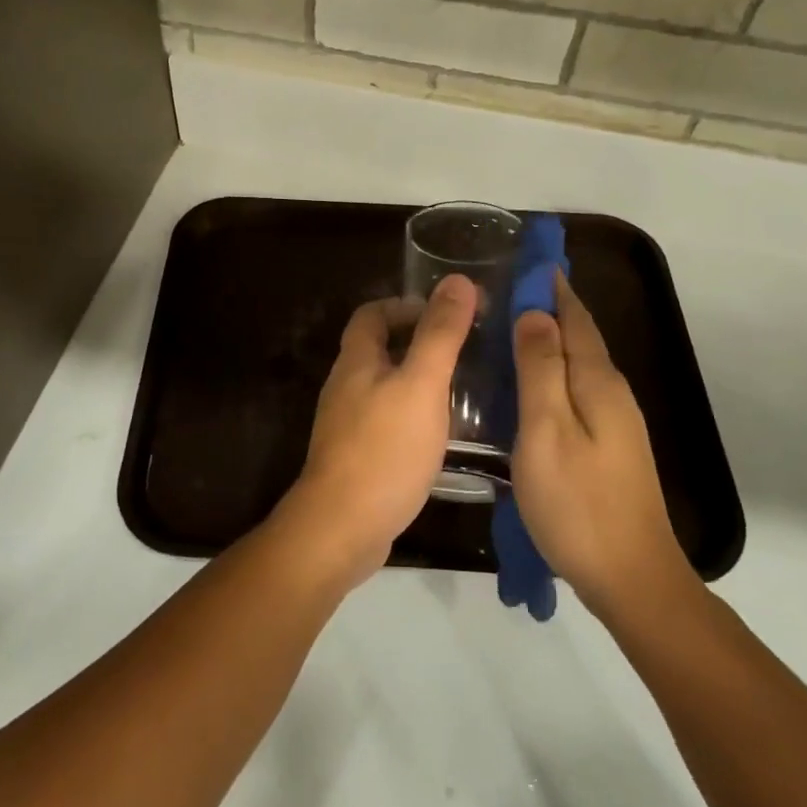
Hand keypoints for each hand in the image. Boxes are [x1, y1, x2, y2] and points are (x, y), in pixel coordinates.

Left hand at [278, 275, 478, 584]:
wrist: (343, 526)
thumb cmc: (385, 448)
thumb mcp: (421, 384)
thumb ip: (440, 334)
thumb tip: (458, 280)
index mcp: (356, 361)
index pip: (372, 313)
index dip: (406, 305)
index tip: (446, 314)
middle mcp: (345, 386)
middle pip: (379, 348)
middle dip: (418, 341)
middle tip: (464, 349)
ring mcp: (347, 423)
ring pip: (385, 385)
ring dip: (418, 379)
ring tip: (462, 388)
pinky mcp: (357, 455)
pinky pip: (387, 419)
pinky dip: (413, 413)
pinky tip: (441, 432)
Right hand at [510, 273, 696, 618]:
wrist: (631, 578)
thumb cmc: (578, 502)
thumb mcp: (547, 430)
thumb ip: (541, 369)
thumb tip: (536, 312)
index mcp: (598, 382)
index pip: (574, 316)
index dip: (552, 285)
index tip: (527, 256)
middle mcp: (612, 393)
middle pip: (580, 336)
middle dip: (550, 307)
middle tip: (506, 287)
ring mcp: (614, 422)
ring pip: (578, 365)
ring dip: (549, 339)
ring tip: (510, 326)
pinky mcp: (608, 446)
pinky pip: (575, 390)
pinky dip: (551, 372)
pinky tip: (528, 383)